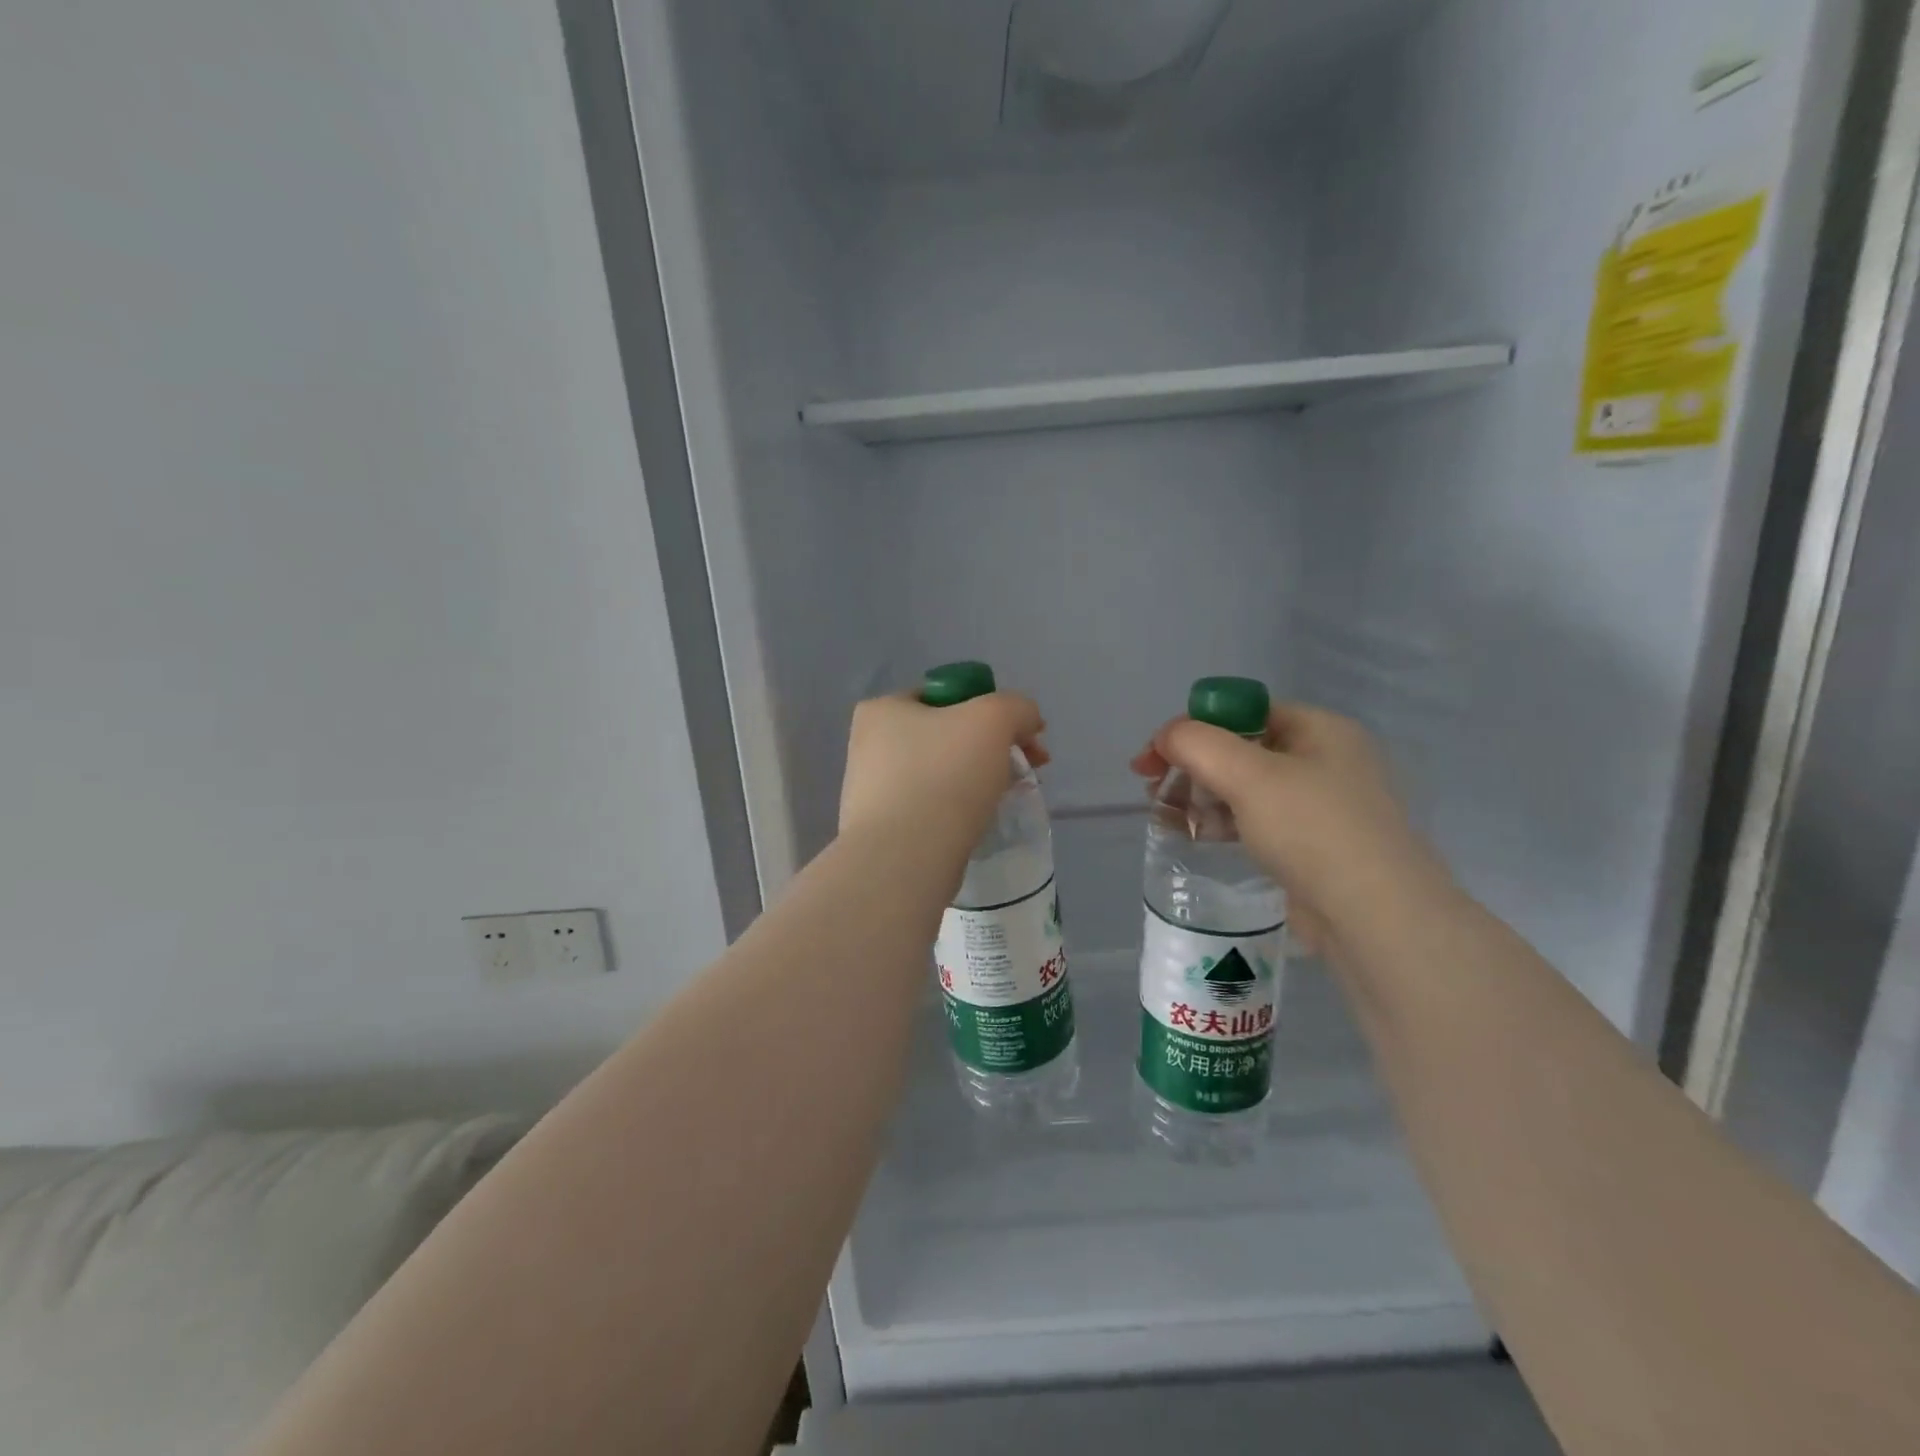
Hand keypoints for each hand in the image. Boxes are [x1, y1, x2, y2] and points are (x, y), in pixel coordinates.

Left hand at [840, 692, 1048, 848]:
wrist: (905, 858)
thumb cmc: (944, 775)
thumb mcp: (994, 718)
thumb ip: (1017, 707)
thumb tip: (1026, 721)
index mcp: (882, 709)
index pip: (946, 695)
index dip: (993, 708)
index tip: (1027, 737)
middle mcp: (869, 745)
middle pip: (949, 735)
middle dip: (994, 747)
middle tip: (1030, 768)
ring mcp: (874, 791)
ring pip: (944, 773)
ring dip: (980, 779)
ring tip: (1008, 797)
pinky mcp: (885, 830)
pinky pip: (934, 807)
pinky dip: (960, 810)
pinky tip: (980, 822)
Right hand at [1131, 704, 1444, 954]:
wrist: (1376, 918)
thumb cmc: (1314, 831)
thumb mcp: (1249, 776)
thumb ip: (1198, 744)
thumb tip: (1167, 737)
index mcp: (1320, 729)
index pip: (1243, 712)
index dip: (1193, 728)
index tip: (1153, 757)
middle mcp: (1325, 760)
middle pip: (1241, 749)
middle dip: (1192, 766)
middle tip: (1153, 790)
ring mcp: (1321, 806)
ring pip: (1245, 788)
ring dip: (1201, 796)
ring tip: (1166, 816)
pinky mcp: (1313, 846)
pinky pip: (1257, 821)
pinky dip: (1223, 823)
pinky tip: (1195, 836)